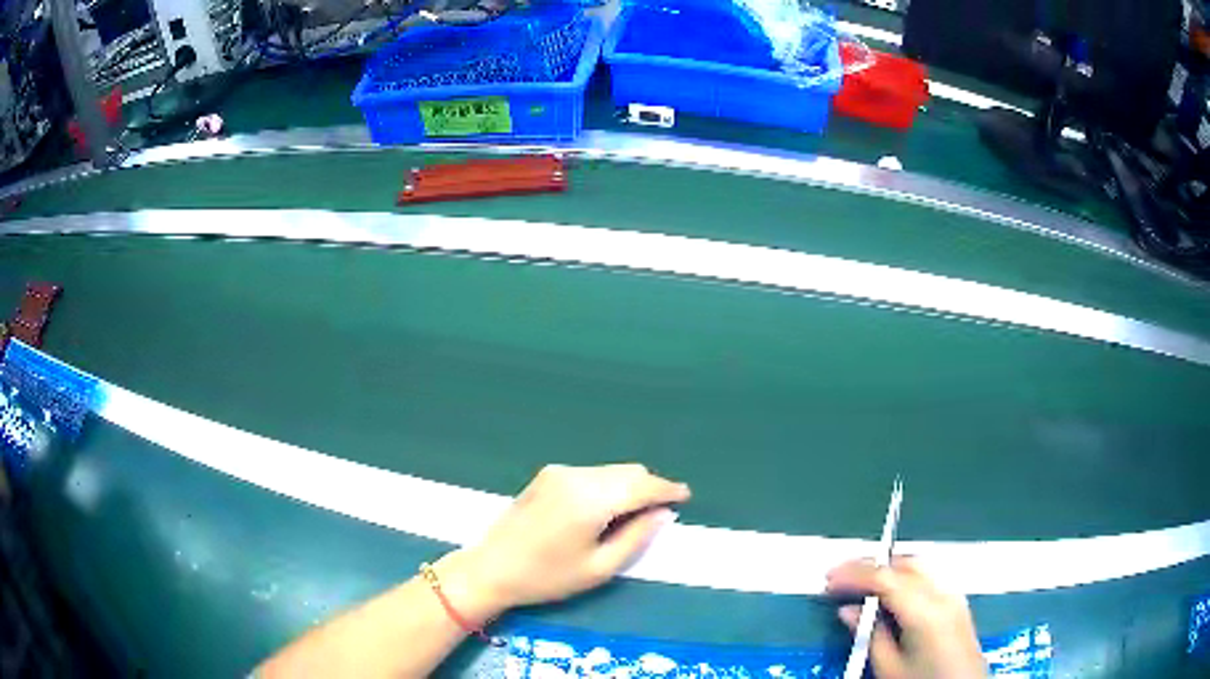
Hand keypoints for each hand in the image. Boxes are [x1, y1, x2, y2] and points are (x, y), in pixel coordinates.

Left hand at [437, 464, 689, 621]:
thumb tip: (662, 513)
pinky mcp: (548, 474)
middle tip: (660, 511)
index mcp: (591, 499)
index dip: (667, 490)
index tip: (685, 496)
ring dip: (629, 486)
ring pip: (611, 470)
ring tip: (634, 513)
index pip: (642, 486)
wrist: (492, 568)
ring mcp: (559, 472)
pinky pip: (592, 473)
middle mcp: (577, 476)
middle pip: (628, 472)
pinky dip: (608, 485)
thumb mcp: (599, 568)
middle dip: (649, 487)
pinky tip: (604, 508)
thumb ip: (637, 537)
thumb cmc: (547, 577)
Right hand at [827, 558, 986, 678]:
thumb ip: (869, 635)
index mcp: (925, 611)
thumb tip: (848, 610)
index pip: (886, 578)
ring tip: (860, 583)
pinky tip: (889, 593)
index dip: (854, 574)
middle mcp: (943, 594)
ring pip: (919, 567)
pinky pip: (928, 578)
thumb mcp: (888, 668)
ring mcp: (954, 595)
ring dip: (888, 569)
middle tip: (840, 577)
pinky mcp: (957, 602)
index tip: (829, 578)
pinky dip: (904, 577)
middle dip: (871, 566)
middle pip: (906, 564)